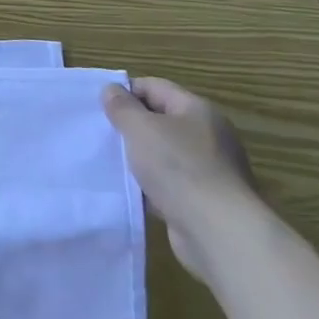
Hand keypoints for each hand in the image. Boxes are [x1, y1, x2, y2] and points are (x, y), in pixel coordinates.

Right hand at [103, 77, 259, 280]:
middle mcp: (208, 135)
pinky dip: (150, 185)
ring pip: (163, 153)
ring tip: (111, 163)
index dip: (125, 92)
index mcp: (197, 110)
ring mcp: (209, 169)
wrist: (218, 231)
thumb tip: (111, 90)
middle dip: (130, 126)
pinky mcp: (205, 199)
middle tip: (102, 134)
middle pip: (160, 120)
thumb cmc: (178, 168)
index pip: (154, 87)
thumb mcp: (140, 128)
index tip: (99, 108)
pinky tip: (131, 191)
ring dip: (139, 157)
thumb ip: (121, 106)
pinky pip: (170, 183)